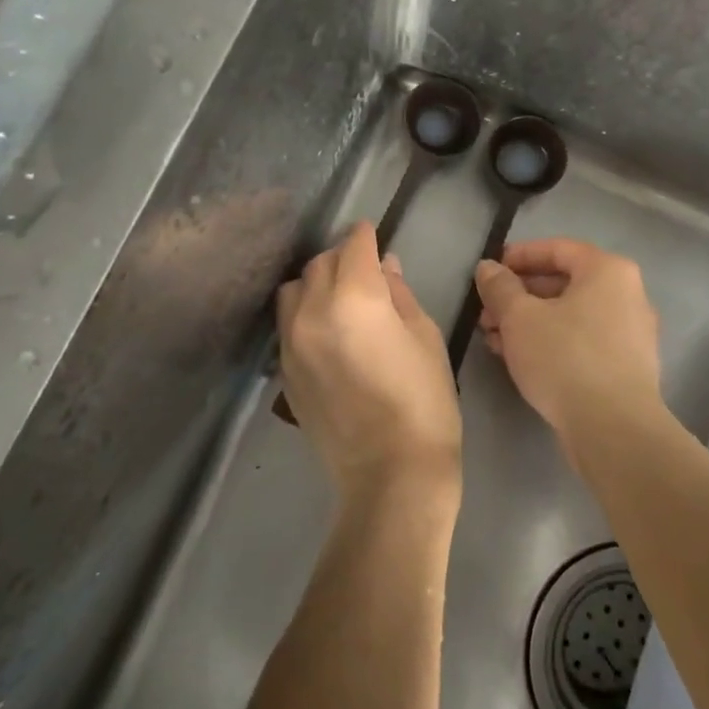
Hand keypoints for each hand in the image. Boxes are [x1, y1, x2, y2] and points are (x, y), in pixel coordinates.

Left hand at [277, 221, 462, 503]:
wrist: (390, 474)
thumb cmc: (424, 402)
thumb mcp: (425, 337)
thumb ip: (399, 294)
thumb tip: (385, 266)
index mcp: (355, 297)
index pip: (354, 246)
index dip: (365, 236)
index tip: (372, 234)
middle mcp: (313, 310)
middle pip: (320, 263)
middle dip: (342, 258)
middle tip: (364, 270)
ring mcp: (291, 341)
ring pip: (295, 288)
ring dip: (316, 282)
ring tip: (339, 298)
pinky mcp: (284, 369)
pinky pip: (287, 322)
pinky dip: (304, 312)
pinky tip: (326, 329)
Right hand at [475, 238, 663, 439]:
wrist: (614, 429)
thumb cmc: (565, 358)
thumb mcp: (519, 317)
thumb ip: (500, 287)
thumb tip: (488, 268)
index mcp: (608, 271)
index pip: (558, 249)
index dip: (519, 256)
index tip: (489, 270)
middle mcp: (627, 295)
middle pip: (564, 283)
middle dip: (519, 295)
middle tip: (486, 311)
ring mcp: (630, 333)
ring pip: (570, 315)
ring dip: (530, 322)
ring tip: (493, 338)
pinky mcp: (626, 367)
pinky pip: (582, 341)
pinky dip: (551, 342)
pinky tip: (519, 359)